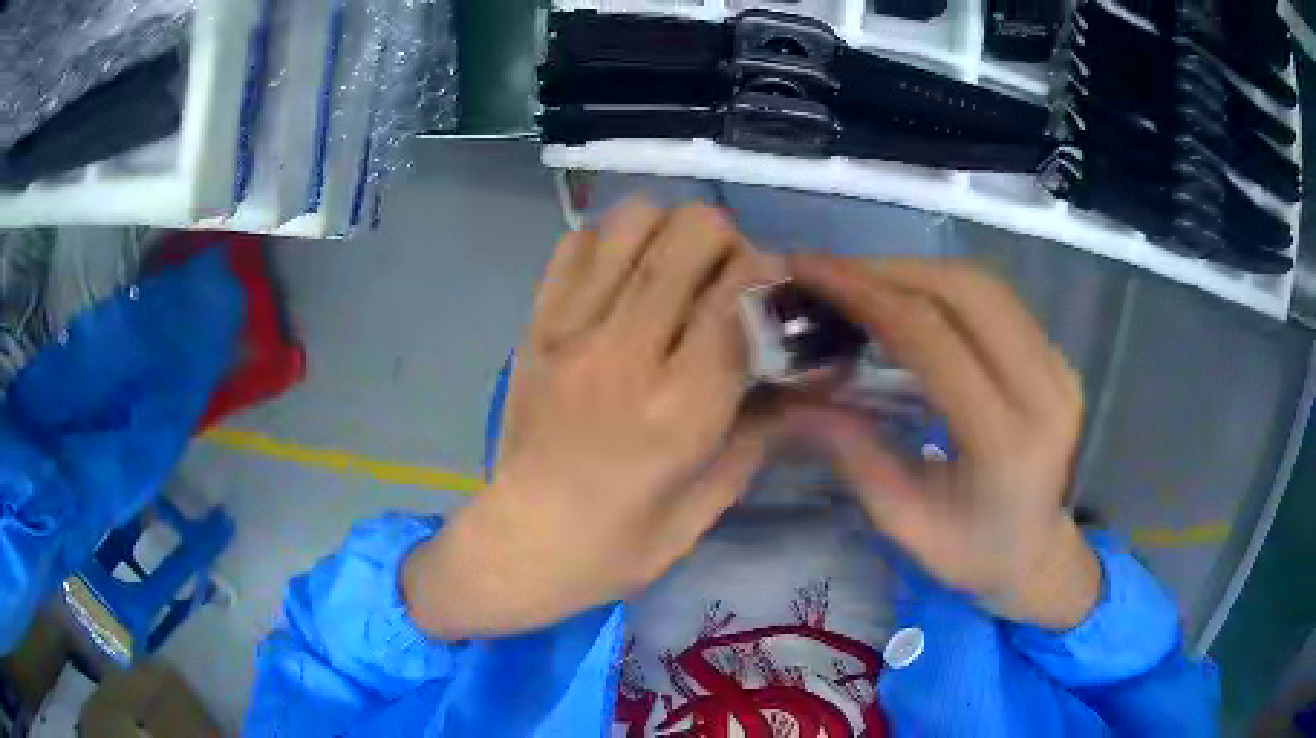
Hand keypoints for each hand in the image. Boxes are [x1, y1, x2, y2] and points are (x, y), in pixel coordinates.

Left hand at [404, 199, 771, 637]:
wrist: (521, 542)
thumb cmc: (619, 545)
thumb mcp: (708, 505)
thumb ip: (764, 431)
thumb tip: (814, 377)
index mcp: (681, 407)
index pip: (743, 291)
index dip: (774, 277)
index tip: (777, 296)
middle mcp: (627, 351)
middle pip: (692, 232)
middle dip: (729, 243)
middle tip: (727, 282)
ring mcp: (571, 329)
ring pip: (635, 218)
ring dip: (670, 232)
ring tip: (675, 273)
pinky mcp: (535, 324)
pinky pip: (577, 242)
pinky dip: (613, 242)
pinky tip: (623, 280)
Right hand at [785, 256, 1099, 629]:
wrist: (1039, 556)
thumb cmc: (970, 555)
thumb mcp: (902, 521)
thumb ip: (853, 452)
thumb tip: (797, 392)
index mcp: (1006, 441)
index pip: (933, 339)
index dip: (867, 295)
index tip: (810, 272)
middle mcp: (1045, 390)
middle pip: (965, 292)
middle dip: (888, 270)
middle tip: (828, 271)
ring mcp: (1060, 367)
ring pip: (984, 285)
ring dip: (916, 270)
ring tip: (860, 279)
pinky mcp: (1059, 358)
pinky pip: (999, 301)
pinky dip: (944, 286)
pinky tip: (907, 295)